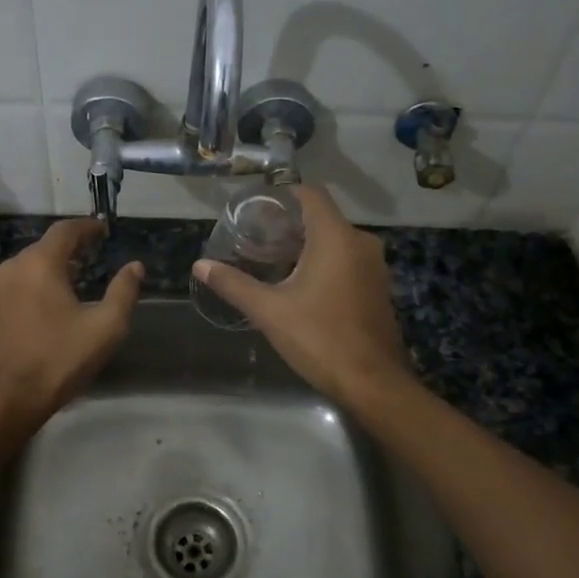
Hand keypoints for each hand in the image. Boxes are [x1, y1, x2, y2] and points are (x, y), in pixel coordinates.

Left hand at [0, 219, 143, 429]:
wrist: (10, 398)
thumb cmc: (61, 358)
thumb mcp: (106, 326)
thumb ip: (124, 291)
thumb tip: (135, 266)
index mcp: (40, 264)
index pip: (65, 230)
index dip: (87, 226)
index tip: (103, 229)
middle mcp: (13, 268)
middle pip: (45, 247)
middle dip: (70, 247)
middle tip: (92, 254)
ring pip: (28, 267)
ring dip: (51, 267)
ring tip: (74, 278)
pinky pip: (16, 286)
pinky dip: (35, 285)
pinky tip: (48, 304)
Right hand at [193, 185, 407, 408]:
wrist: (372, 383)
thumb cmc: (319, 338)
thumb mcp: (269, 310)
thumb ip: (234, 283)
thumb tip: (200, 265)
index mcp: (336, 237)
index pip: (311, 194)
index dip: (282, 196)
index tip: (256, 210)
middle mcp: (361, 243)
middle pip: (322, 218)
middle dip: (288, 225)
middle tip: (255, 239)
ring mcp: (374, 266)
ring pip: (336, 241)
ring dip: (306, 246)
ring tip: (272, 261)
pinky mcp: (378, 288)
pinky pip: (347, 261)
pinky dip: (324, 264)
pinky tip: (300, 285)